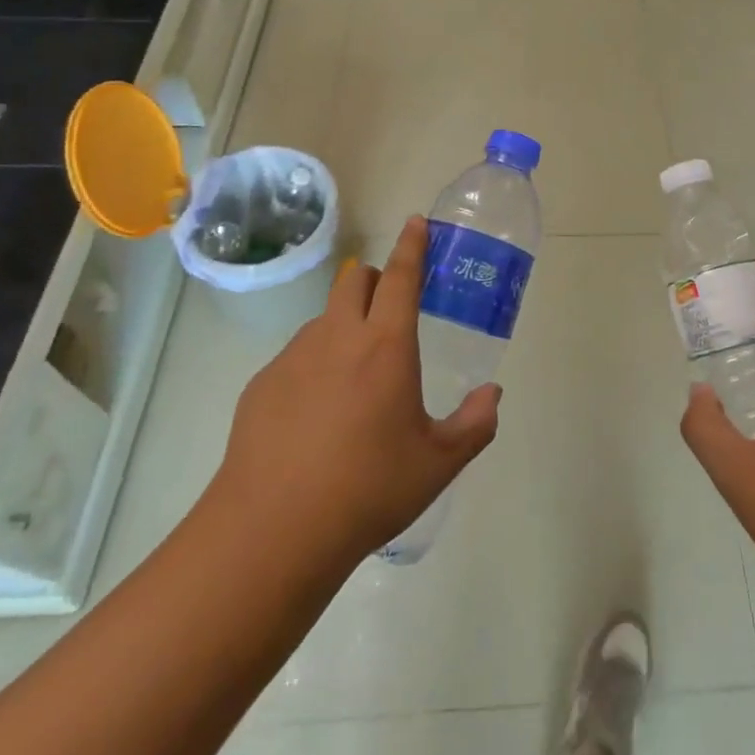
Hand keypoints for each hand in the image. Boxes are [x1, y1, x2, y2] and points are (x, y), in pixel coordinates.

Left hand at [205, 217, 501, 567]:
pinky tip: (315, 416)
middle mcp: (338, 337)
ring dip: (344, 325)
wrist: (272, 532)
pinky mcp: (261, 385)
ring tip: (353, 379)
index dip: (412, 245)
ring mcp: (293, 358)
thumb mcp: (438, 463)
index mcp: (386, 345)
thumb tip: (492, 394)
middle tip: (389, 307)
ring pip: (324, 319)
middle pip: (355, 280)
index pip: (402, 276)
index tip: (416, 222)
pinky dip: (314, 365)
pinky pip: (296, 356)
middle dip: (375, 278)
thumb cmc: (367, 489)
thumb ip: (475, 423)